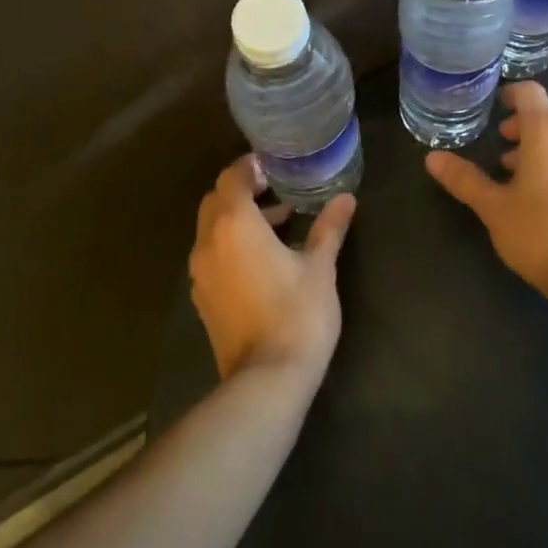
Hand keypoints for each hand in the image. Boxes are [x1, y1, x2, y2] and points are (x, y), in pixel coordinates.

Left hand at [189, 155, 356, 381]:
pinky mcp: (203, 299)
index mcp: (234, 225)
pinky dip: (231, 244)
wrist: (266, 381)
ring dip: (238, 219)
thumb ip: (329, 227)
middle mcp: (209, 243)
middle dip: (243, 191)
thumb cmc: (297, 313)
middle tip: (278, 192)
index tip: (276, 166)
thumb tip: (346, 198)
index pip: (232, 177)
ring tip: (280, 226)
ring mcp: (201, 274)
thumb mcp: (320, 266)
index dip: (250, 167)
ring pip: (211, 229)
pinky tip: (264, 259)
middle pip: (216, 200)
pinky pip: (212, 255)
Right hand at [425, 81, 547, 296]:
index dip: (510, 94)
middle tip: (499, 139)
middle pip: (547, 112)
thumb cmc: (537, 231)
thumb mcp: (492, 205)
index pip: (530, 92)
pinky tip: (536, 192)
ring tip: (511, 168)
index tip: (493, 107)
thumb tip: (432, 157)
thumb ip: (463, 178)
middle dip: (522, 121)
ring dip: (537, 143)